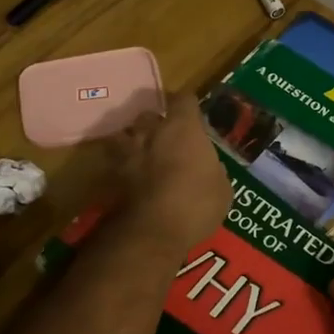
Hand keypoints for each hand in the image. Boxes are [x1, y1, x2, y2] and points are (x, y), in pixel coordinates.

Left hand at [104, 92, 229, 251]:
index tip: (194, 115)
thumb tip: (209, 167)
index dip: (188, 106)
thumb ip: (213, 170)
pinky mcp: (112, 175)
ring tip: (143, 155)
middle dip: (157, 124)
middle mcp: (152, 132)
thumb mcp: (222, 189)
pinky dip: (123, 166)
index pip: (184, 100)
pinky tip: (131, 178)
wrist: (152, 233)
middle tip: (167, 140)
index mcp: (183, 128)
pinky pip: (117, 162)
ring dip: (134, 141)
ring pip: (126, 135)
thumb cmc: (196, 204)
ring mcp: (128, 152)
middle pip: (150, 115)